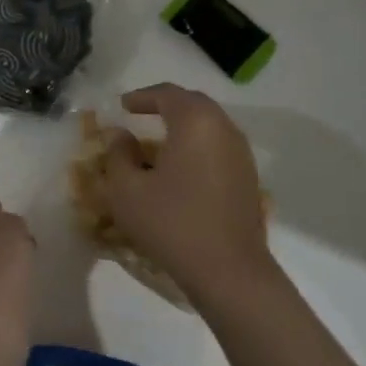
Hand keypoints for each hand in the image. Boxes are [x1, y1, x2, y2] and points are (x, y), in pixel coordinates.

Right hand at [100, 83, 271, 302]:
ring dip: (183, 125)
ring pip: (209, 125)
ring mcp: (241, 153)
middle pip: (193, 103)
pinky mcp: (248, 177)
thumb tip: (120, 135)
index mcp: (195, 122)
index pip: (167, 94)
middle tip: (141, 114)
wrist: (228, 270)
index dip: (142, 96)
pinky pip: (218, 146)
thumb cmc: (172, 224)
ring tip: (158, 140)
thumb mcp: (127, 190)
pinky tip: (181, 166)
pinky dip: (197, 145)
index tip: (122, 105)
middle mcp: (223, 129)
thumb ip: (118, 155)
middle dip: (165, 105)